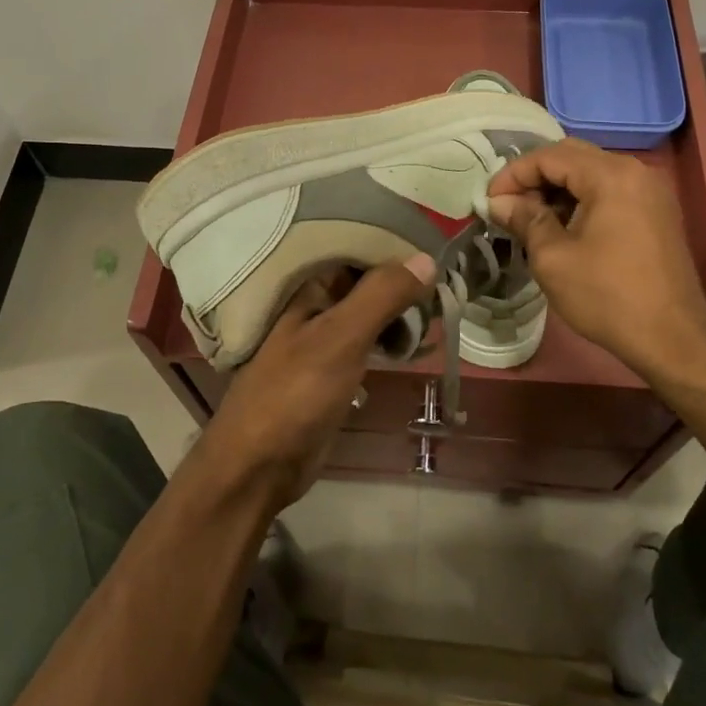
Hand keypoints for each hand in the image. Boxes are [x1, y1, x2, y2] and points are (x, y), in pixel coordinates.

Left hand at [197, 255, 434, 508]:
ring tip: (441, 302)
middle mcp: (312, 304)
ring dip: (398, 307)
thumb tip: (427, 258)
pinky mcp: (330, 369)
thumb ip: (381, 295)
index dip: (391, 241)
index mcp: (305, 286)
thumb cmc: (294, 393)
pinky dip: (389, 336)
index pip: (353, 246)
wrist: (258, 466)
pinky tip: (415, 340)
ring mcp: (320, 337)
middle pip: (363, 277)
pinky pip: (366, 340)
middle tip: (447, 275)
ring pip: (367, 309)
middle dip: (401, 276)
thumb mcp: (341, 338)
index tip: (434, 239)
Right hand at [487, 139, 705, 379]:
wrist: (673, 338)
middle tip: (507, 206)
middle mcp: (634, 170)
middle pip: (572, 157)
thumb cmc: (607, 296)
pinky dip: (582, 200)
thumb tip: (499, 202)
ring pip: (591, 173)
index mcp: (610, 175)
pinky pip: (610, 190)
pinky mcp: (657, 210)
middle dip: (534, 177)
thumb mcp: (553, 258)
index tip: (490, 200)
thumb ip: (524, 219)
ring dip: (557, 189)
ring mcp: (650, 189)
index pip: (550, 156)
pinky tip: (563, 226)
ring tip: (530, 219)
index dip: (514, 174)